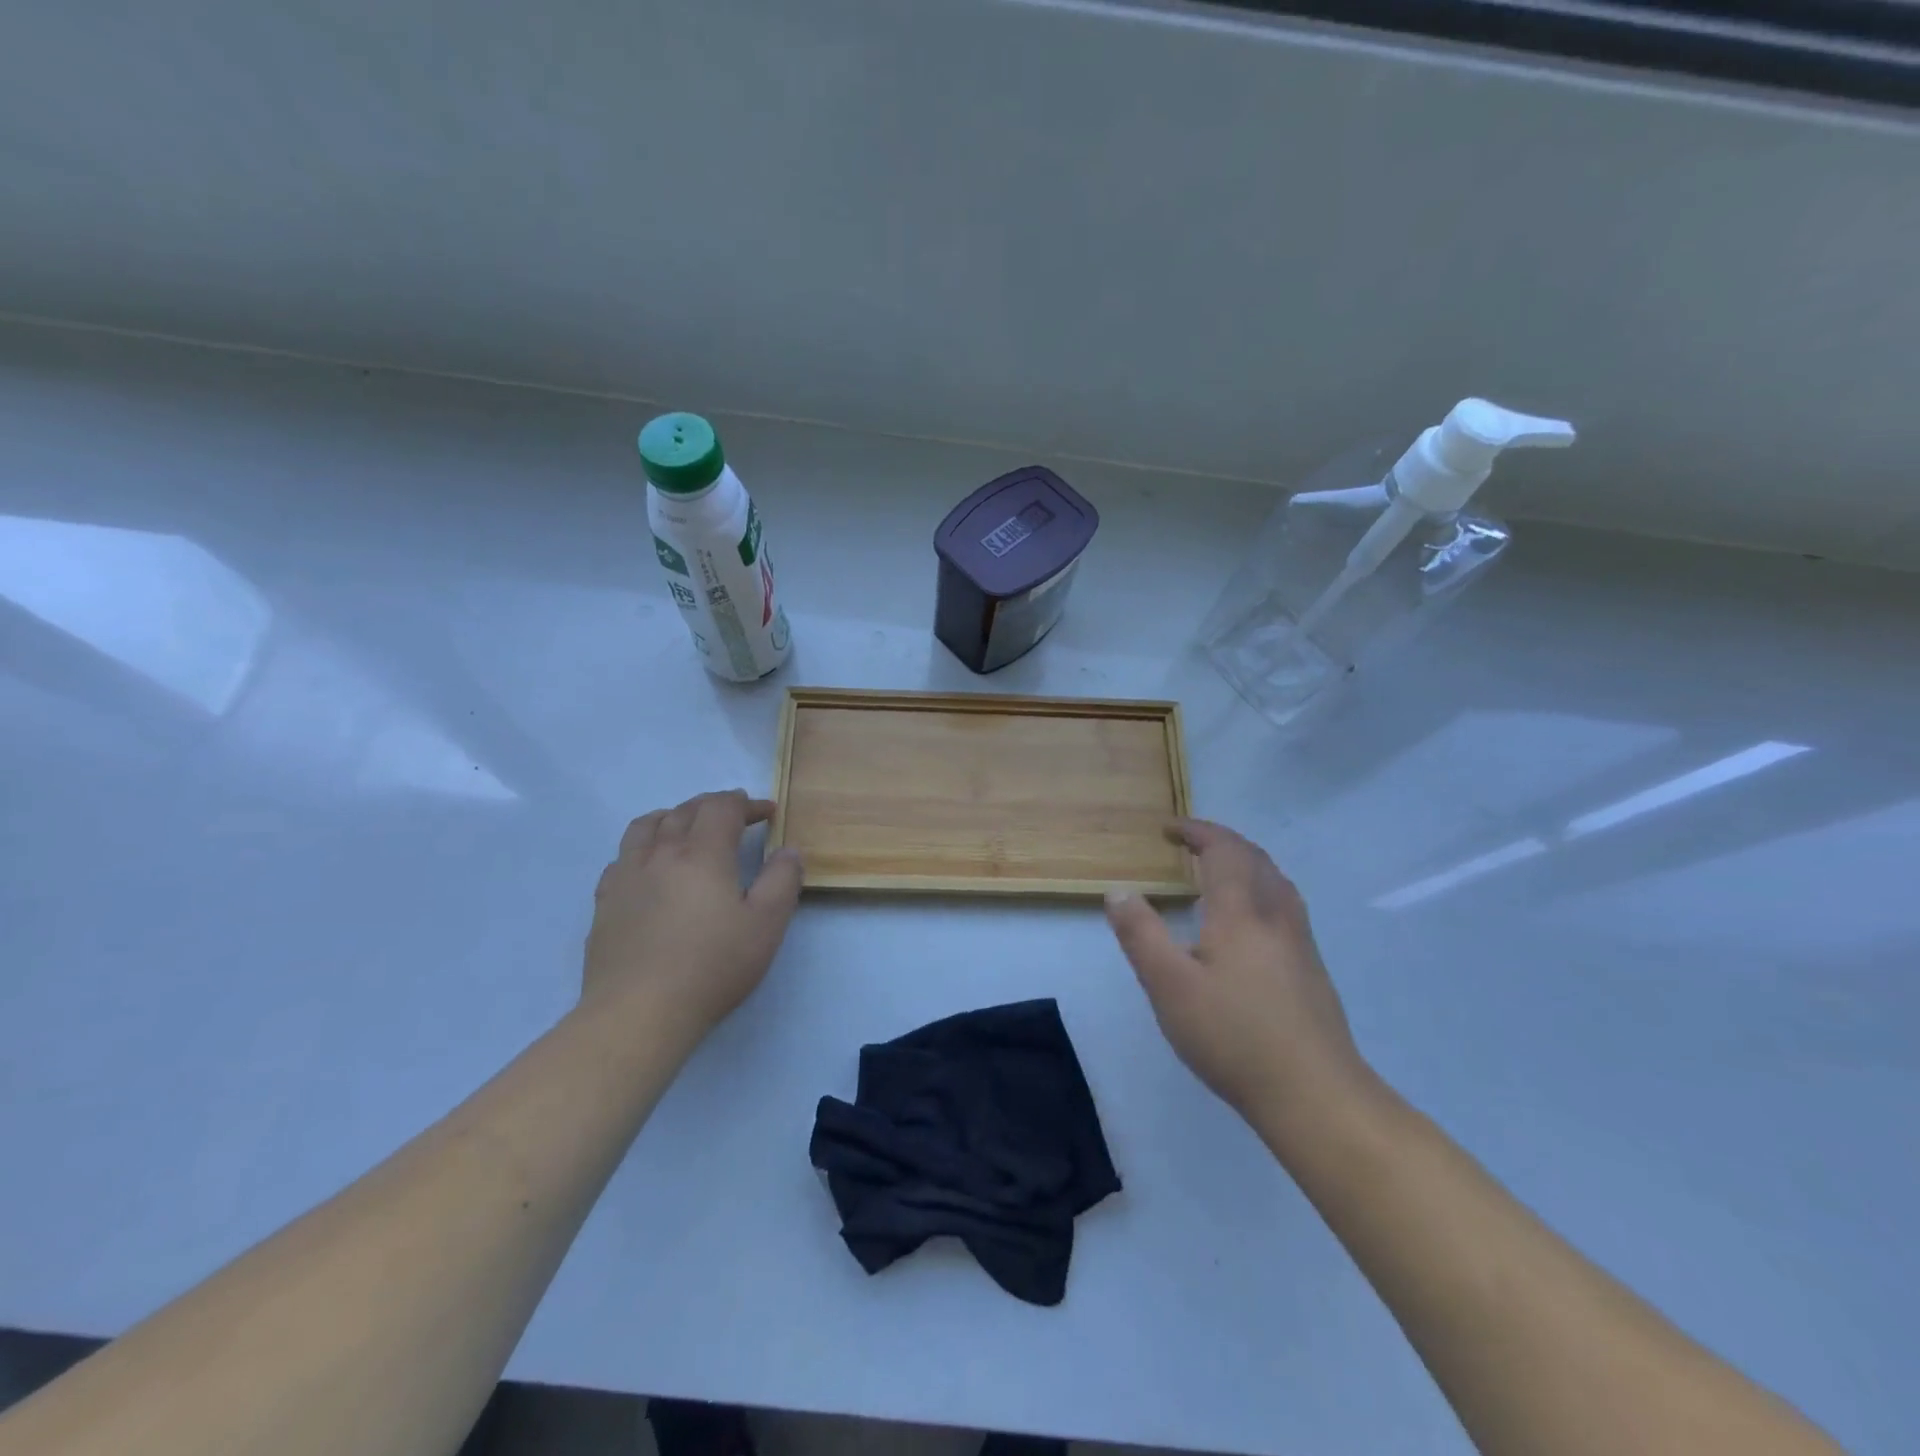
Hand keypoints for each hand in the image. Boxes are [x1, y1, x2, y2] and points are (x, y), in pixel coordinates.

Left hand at [585, 791, 802, 1042]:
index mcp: (702, 854)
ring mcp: (627, 876)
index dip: (747, 804)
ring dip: (673, 816)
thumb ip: (782, 880)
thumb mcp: (766, 925)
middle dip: (713, 805)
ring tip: (686, 826)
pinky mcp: (605, 902)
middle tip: (734, 815)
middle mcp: (661, 854)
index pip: (723, 808)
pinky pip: (622, 857)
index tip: (766, 813)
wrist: (638, 1012)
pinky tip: (649, 867)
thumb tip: (788, 850)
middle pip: (685, 810)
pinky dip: (643, 848)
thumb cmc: (712, 967)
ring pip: (646, 826)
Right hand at [1105, 819, 1369, 1135]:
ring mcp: (1300, 942)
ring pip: (1276, 881)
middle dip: (1221, 841)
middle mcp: (1276, 915)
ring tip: (1219, 870)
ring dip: (1246, 862)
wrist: (1316, 1094)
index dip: (1197, 831)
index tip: (1168, 828)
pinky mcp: (1312, 968)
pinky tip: (1249, 921)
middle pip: (1254, 858)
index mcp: (1241, 911)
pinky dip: (1260, 888)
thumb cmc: (1234, 1036)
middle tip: (1189, 842)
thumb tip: (1118, 891)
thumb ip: (1141, 935)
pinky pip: (1285, 904)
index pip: (1223, 850)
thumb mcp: (1169, 986)